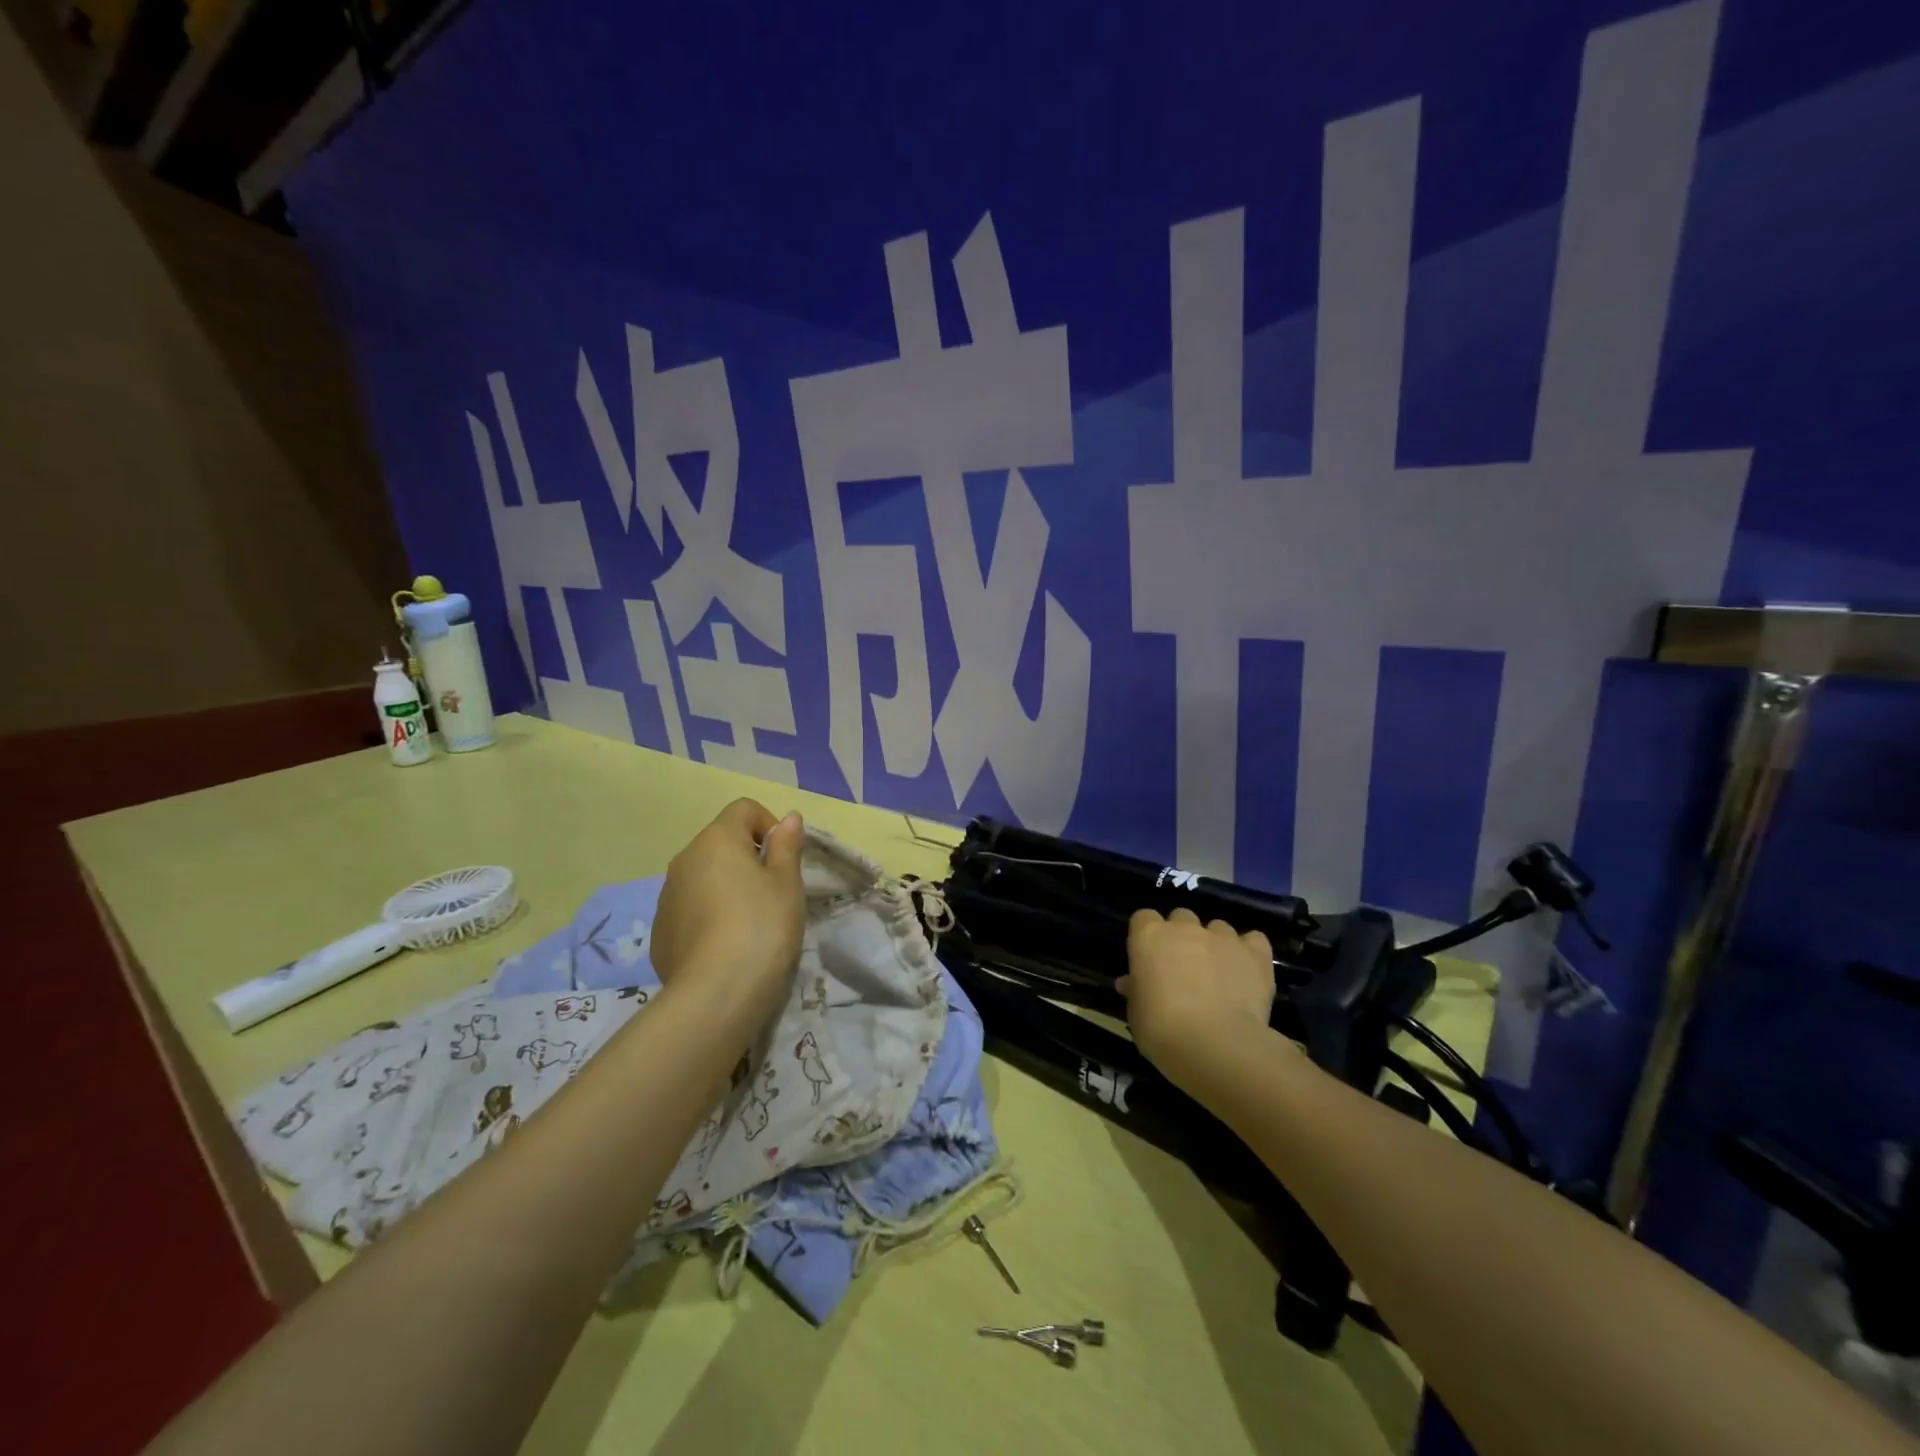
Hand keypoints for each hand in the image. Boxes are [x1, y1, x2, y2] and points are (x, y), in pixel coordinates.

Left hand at [651, 799, 806, 1035]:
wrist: (717, 994)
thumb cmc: (762, 926)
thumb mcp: (787, 883)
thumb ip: (787, 846)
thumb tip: (788, 818)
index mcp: (716, 840)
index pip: (743, 809)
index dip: (769, 825)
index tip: (784, 858)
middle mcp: (684, 860)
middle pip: (720, 842)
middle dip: (748, 858)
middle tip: (773, 893)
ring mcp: (666, 897)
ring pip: (703, 877)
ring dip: (726, 887)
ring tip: (750, 924)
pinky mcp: (659, 932)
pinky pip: (689, 909)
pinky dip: (708, 916)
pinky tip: (726, 947)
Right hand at [1119, 908, 1277, 1083]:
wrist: (1215, 1045)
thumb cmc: (1162, 1030)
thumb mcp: (1136, 1014)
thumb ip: (1136, 991)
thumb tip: (1130, 983)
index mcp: (1149, 936)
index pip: (1143, 918)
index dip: (1147, 938)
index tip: (1149, 960)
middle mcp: (1185, 927)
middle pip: (1181, 918)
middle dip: (1182, 937)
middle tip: (1184, 969)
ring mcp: (1222, 937)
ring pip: (1217, 928)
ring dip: (1215, 945)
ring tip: (1219, 975)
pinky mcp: (1254, 953)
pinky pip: (1254, 940)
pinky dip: (1249, 951)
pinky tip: (1247, 970)